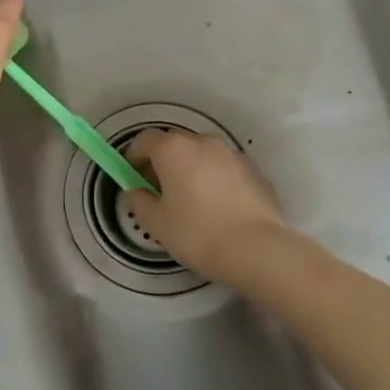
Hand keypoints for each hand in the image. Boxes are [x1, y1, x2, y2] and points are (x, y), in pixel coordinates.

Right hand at [125, 129, 288, 277]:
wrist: (257, 249)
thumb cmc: (197, 233)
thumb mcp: (157, 223)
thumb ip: (139, 201)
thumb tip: (135, 191)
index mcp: (174, 150)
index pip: (145, 139)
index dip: (134, 155)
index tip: (132, 175)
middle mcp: (203, 142)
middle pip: (175, 142)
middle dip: (162, 160)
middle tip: (159, 189)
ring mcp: (231, 153)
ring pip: (202, 153)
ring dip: (190, 167)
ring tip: (190, 199)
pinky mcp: (253, 169)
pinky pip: (224, 167)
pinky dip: (214, 177)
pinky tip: (217, 206)